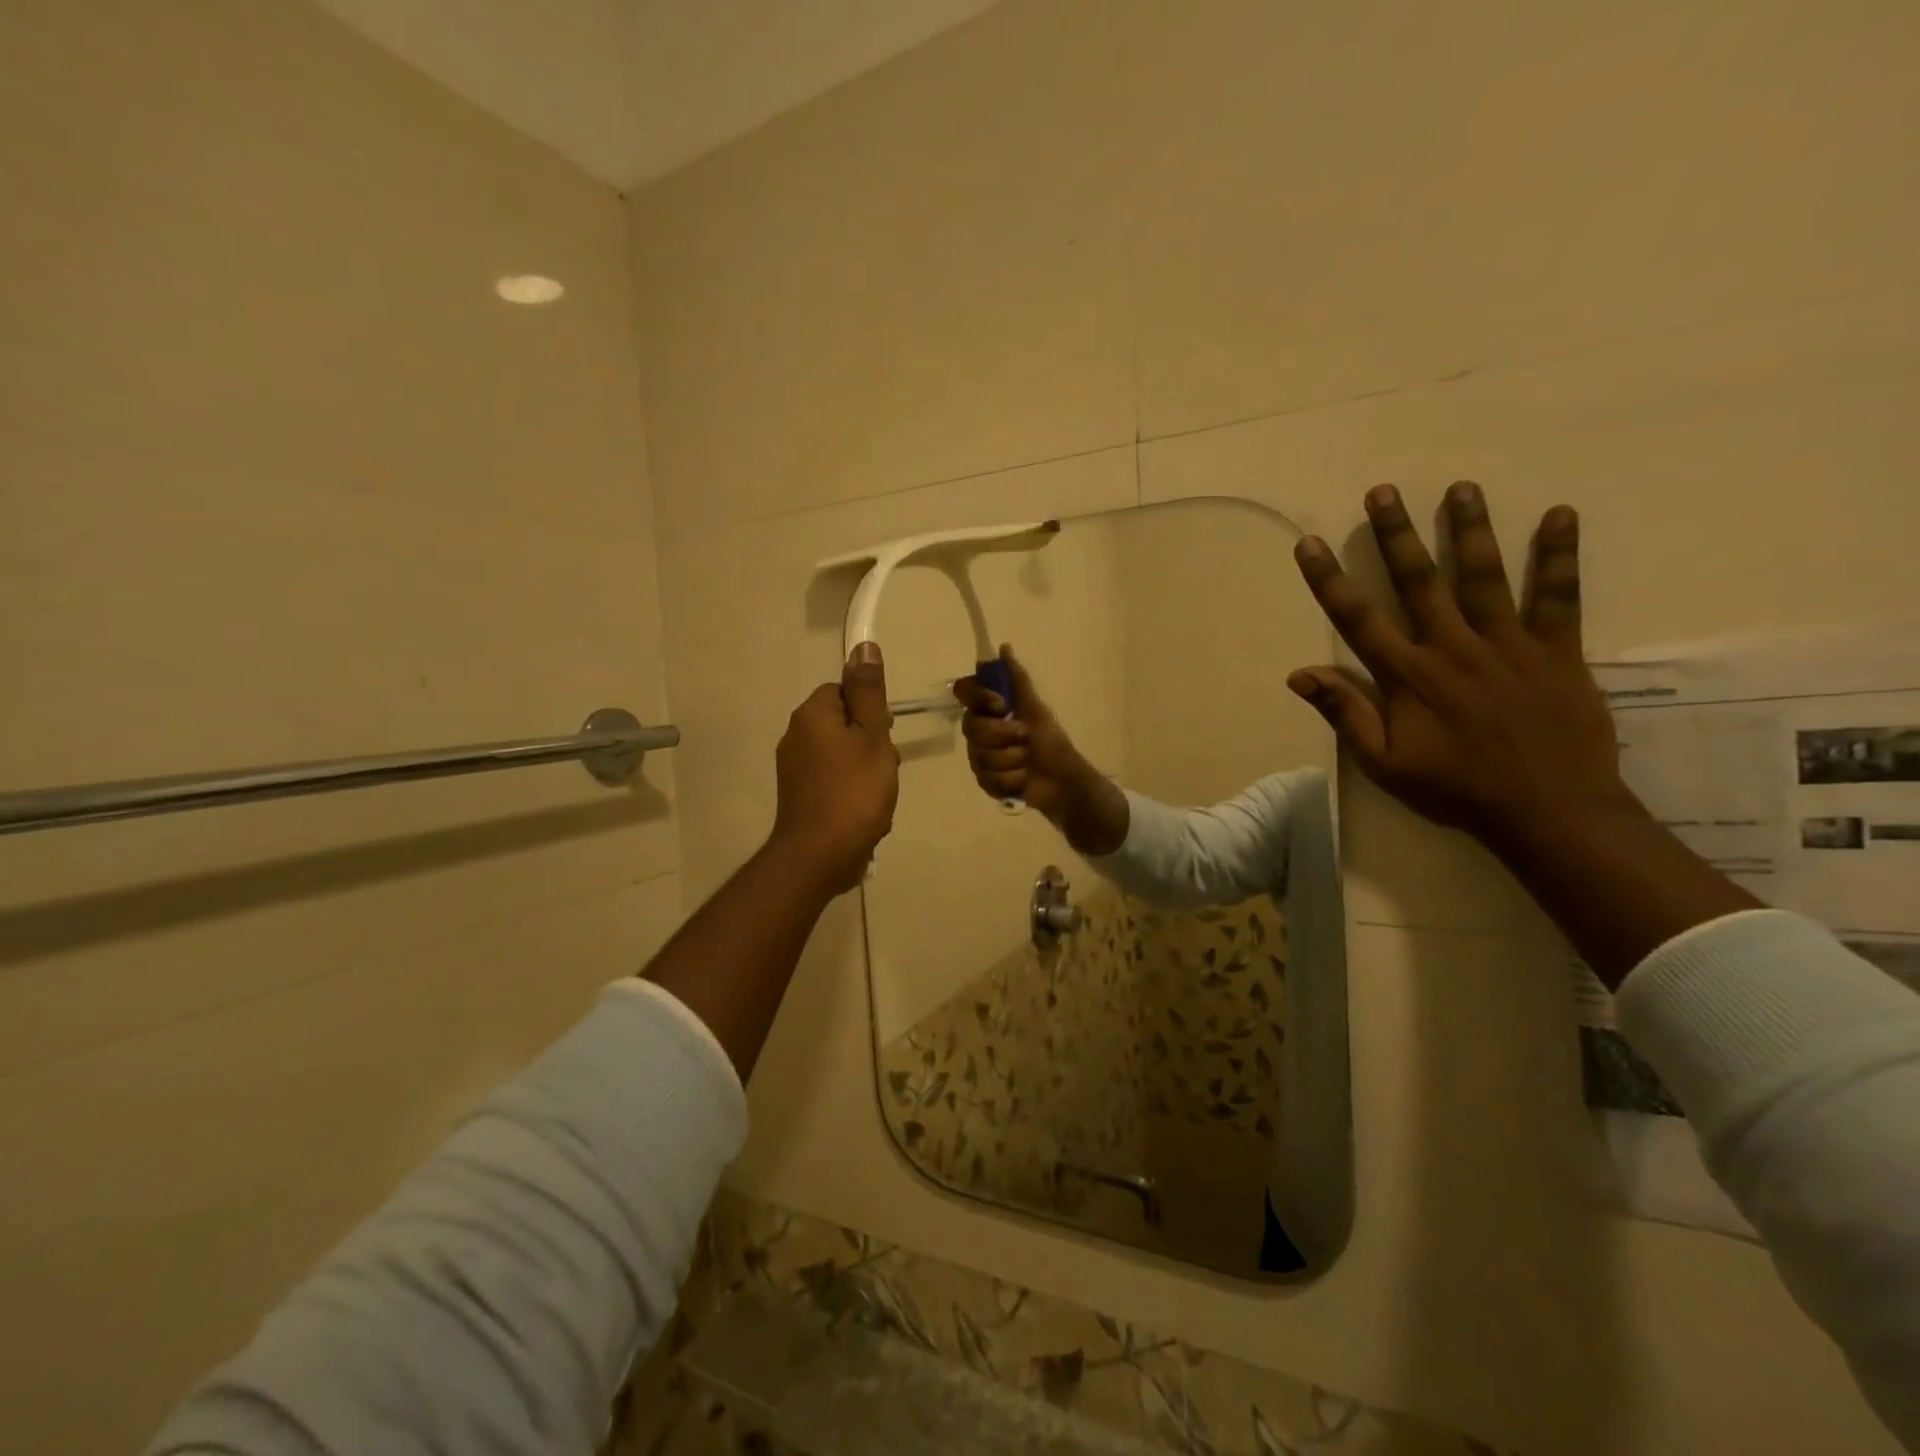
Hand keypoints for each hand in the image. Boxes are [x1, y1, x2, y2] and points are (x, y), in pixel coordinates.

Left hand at [770, 643, 900, 893]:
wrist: (820, 855)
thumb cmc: (854, 791)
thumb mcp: (872, 736)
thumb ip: (869, 692)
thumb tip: (863, 647)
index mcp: (811, 714)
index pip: (844, 690)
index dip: (870, 711)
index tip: (885, 736)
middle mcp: (795, 735)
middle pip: (843, 723)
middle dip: (870, 744)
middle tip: (884, 768)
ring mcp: (793, 768)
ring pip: (841, 754)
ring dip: (864, 770)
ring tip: (878, 795)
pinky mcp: (797, 795)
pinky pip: (831, 780)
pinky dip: (850, 791)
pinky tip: (864, 812)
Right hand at [952, 646, 1129, 854]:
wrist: (1062, 779)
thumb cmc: (1050, 740)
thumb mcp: (1035, 707)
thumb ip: (1017, 679)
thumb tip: (1004, 646)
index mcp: (989, 709)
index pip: (964, 692)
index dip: (979, 698)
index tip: (1001, 705)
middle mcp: (979, 731)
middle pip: (971, 727)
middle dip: (1002, 734)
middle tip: (1025, 737)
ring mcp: (979, 757)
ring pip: (980, 756)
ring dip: (1012, 759)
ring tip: (1027, 762)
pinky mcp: (985, 782)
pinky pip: (988, 778)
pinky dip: (1011, 779)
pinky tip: (1023, 779)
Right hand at [1288, 482, 1632, 846]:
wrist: (1548, 810)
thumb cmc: (1456, 788)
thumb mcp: (1384, 762)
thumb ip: (1345, 713)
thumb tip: (1297, 674)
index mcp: (1408, 676)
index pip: (1357, 619)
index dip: (1329, 579)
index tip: (1309, 543)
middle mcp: (1452, 648)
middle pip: (1419, 581)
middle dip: (1396, 535)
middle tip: (1383, 492)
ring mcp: (1508, 645)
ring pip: (1484, 576)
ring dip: (1469, 530)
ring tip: (1460, 488)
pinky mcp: (1557, 651)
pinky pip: (1559, 597)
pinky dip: (1559, 556)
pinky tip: (1559, 515)